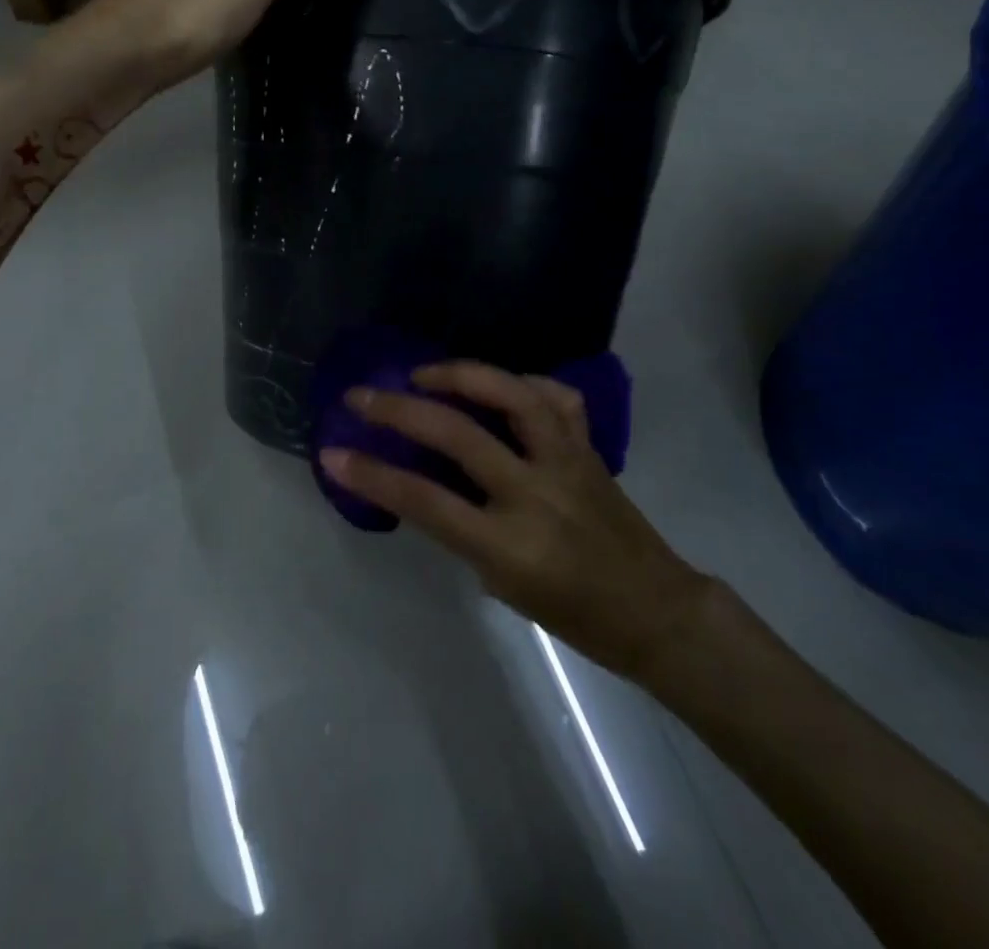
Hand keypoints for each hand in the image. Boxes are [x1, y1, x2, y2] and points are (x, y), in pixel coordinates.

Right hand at [323, 361, 712, 681]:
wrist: (656, 610)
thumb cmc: (574, 615)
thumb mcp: (503, 584)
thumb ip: (464, 530)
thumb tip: (427, 484)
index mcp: (509, 546)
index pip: (425, 501)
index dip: (372, 475)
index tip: (332, 453)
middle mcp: (535, 494)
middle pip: (457, 435)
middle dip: (399, 409)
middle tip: (361, 394)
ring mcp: (566, 462)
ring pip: (512, 396)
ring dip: (461, 374)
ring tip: (424, 372)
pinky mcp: (588, 447)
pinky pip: (554, 398)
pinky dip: (523, 383)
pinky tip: (501, 385)